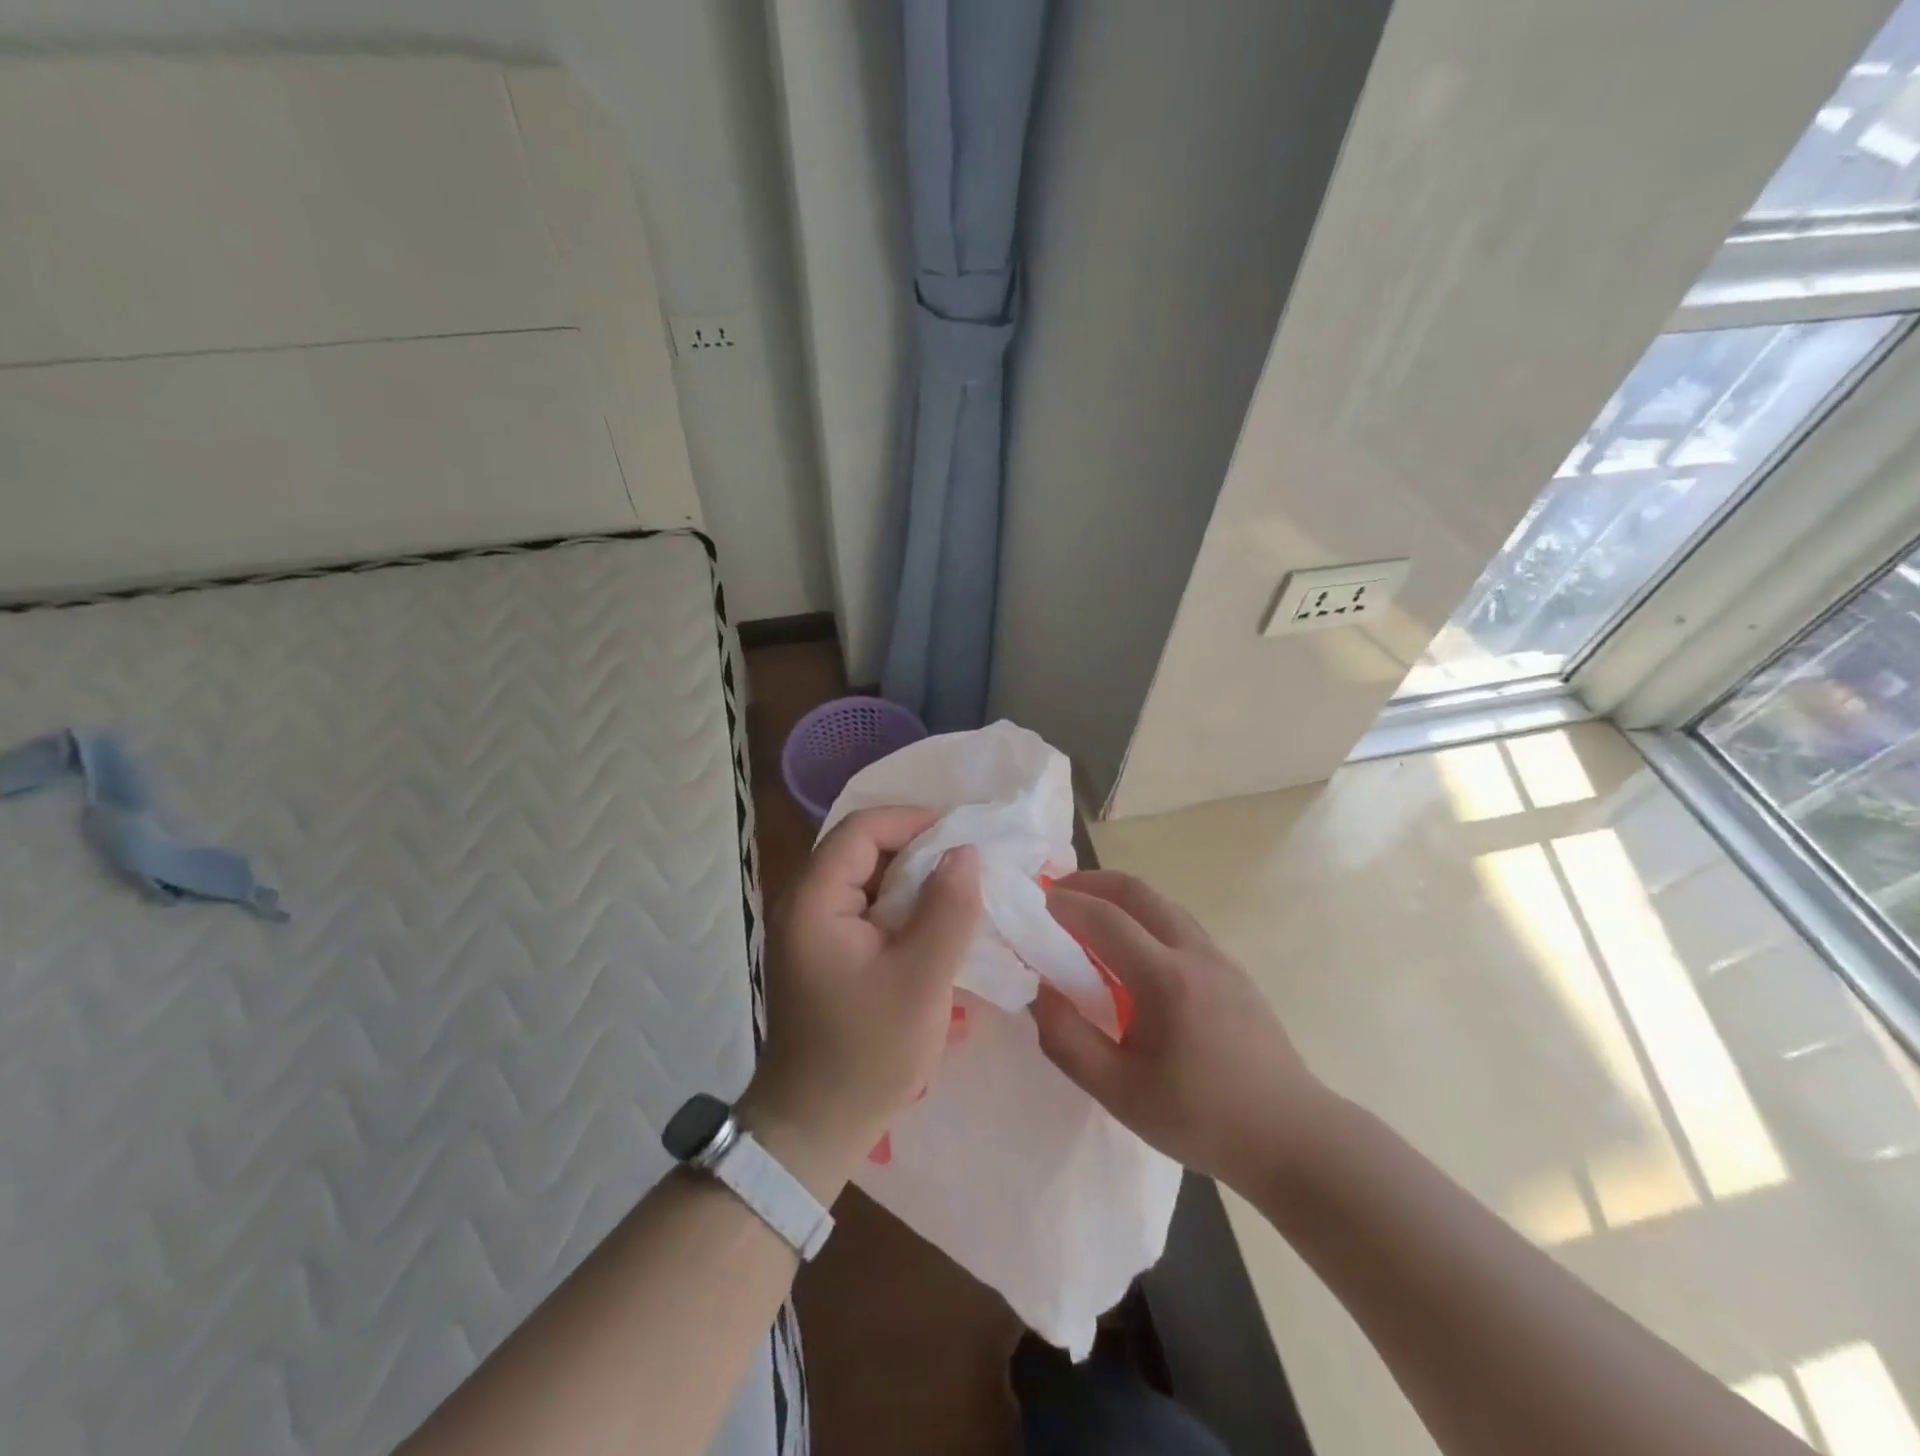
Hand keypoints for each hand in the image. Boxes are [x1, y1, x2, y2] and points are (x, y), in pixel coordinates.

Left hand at [741, 807, 981, 1201]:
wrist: (814, 1127)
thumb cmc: (867, 1054)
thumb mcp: (921, 980)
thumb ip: (948, 910)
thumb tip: (966, 852)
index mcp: (814, 901)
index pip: (862, 829)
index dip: (914, 821)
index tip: (964, 836)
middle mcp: (804, 903)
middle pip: (863, 849)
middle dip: (919, 849)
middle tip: (971, 863)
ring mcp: (812, 928)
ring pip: (868, 879)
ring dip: (914, 879)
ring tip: (963, 890)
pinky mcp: (825, 951)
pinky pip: (867, 909)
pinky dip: (903, 907)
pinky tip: (938, 923)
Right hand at [1030, 869, 1330, 1189]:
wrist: (1292, 1136)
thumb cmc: (1201, 1119)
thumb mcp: (1119, 1094)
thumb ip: (1068, 1040)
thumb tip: (1040, 991)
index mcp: (1166, 979)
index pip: (1104, 919)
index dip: (1064, 904)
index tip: (1032, 902)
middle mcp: (1195, 952)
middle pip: (1137, 891)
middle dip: (1091, 882)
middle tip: (1056, 894)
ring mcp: (1220, 957)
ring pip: (1162, 903)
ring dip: (1120, 897)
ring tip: (1088, 916)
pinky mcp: (1233, 969)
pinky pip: (1179, 924)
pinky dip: (1144, 917)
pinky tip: (1132, 951)